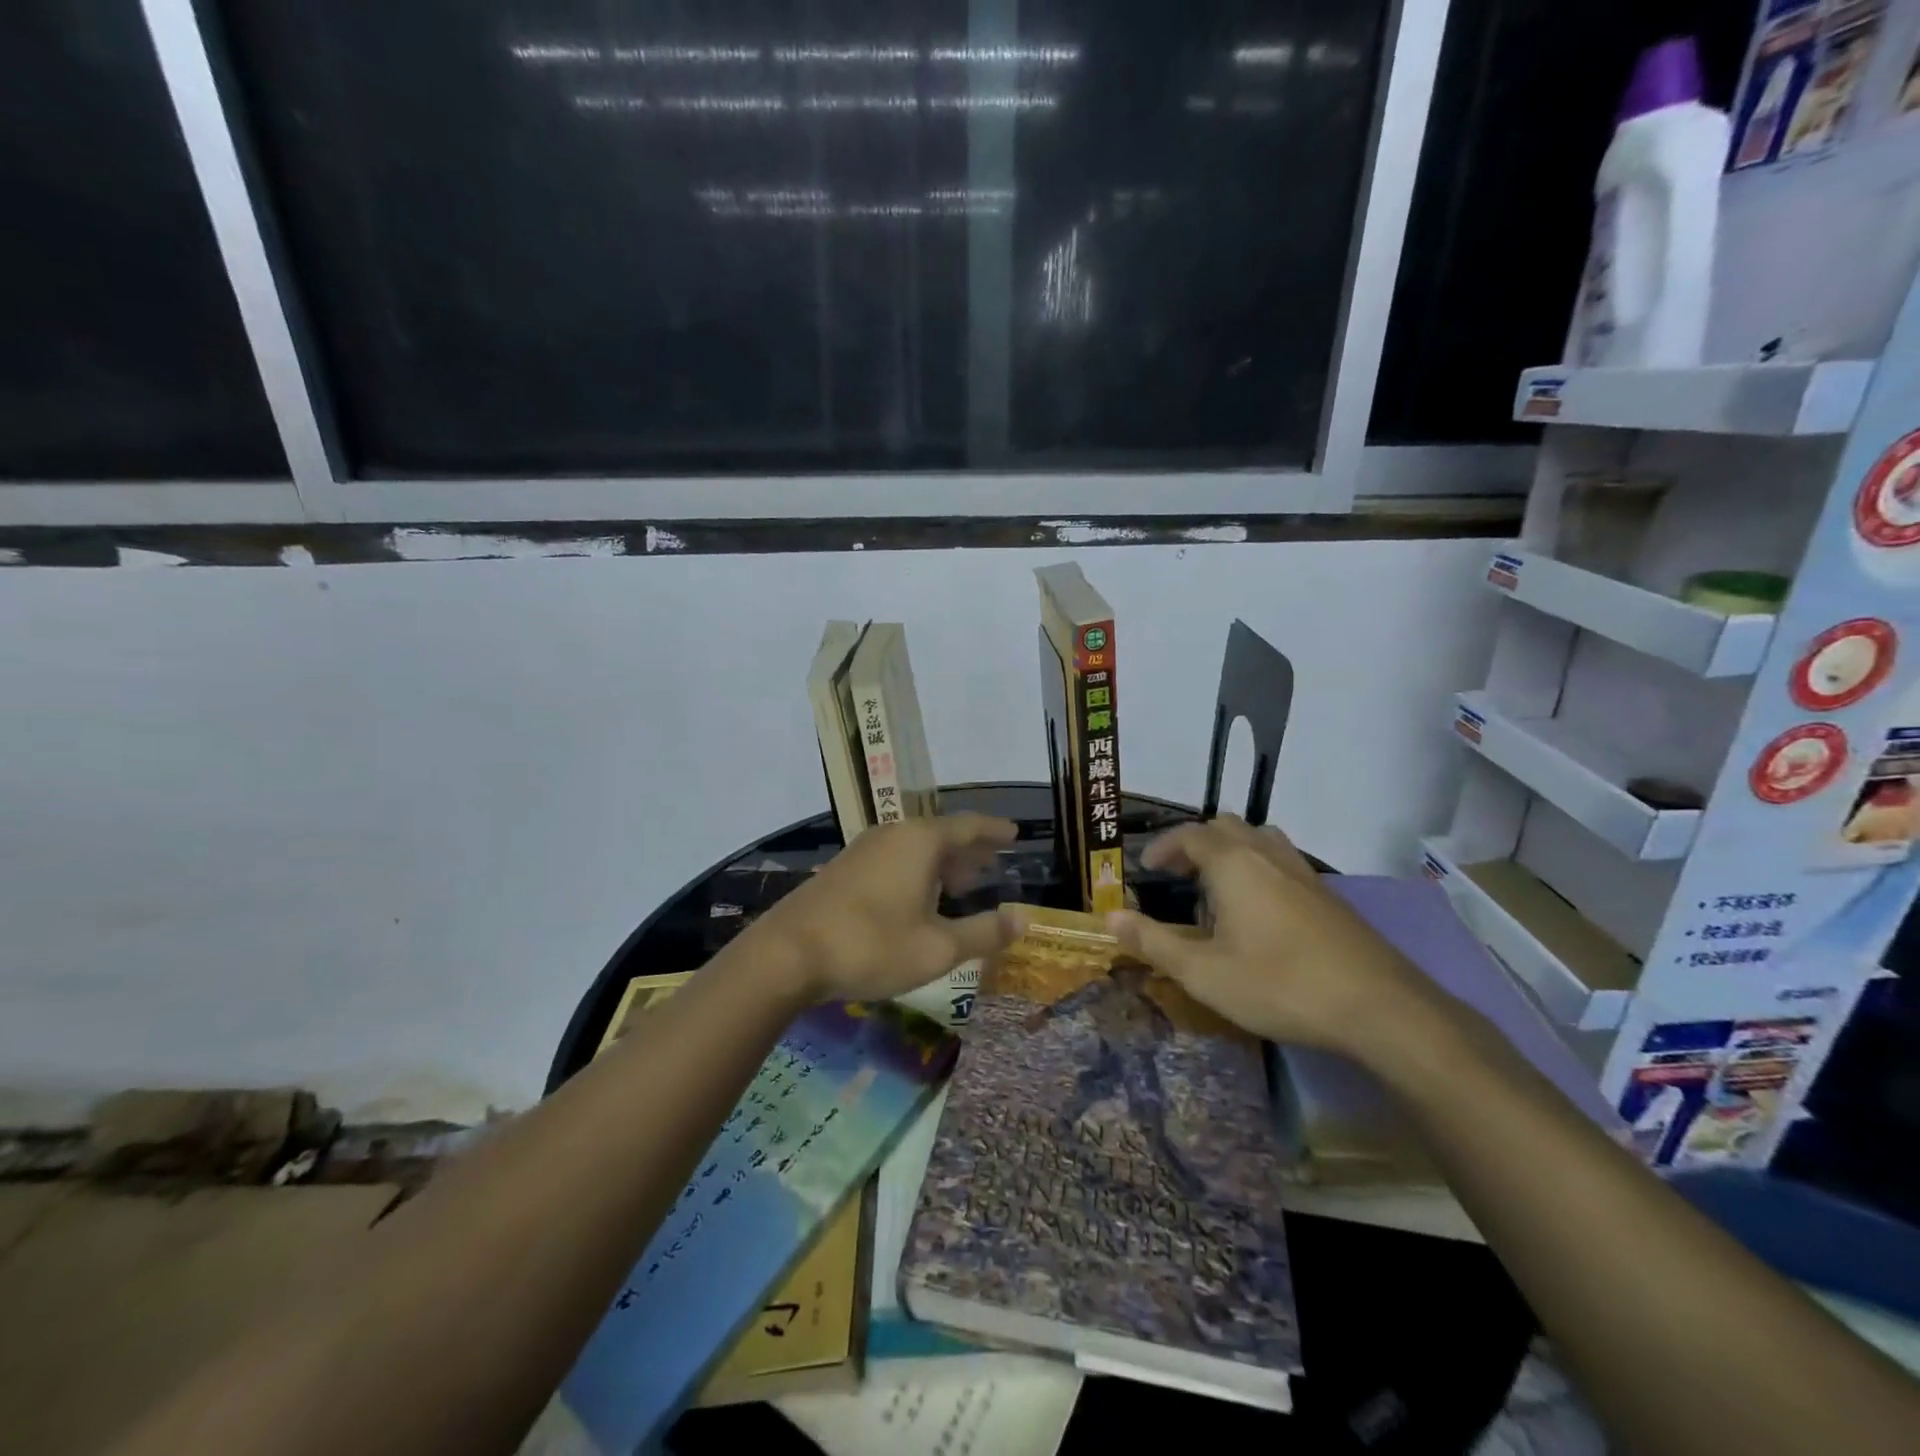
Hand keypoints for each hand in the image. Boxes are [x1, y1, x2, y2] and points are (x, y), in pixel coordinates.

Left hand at [740, 813, 1020, 1003]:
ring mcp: (864, 850)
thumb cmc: (872, 945)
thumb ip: (984, 932)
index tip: (1014, 834)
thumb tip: (1023, 919)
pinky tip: (917, 897)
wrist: (788, 954)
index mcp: (921, 841)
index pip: (969, 826)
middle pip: (941, 834)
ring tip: (961, 882)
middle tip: (992, 863)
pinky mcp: (843, 869)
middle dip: (969, 850)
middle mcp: (893, 835)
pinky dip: (917, 871)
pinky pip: (894, 859)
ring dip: (942, 862)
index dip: (994, 831)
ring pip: (915, 848)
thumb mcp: (938, 948)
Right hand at [1108, 816, 1446, 1059]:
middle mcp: (1267, 854)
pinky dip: (1258, 870)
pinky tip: (1260, 914)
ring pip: (1259, 839)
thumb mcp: (1203, 973)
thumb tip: (1110, 918)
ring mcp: (1304, 872)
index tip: (1145, 869)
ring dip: (1230, 852)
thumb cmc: (1279, 984)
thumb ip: (1153, 942)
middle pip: (1225, 827)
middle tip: (1178, 877)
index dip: (1162, 847)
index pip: (1189, 835)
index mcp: (1233, 863)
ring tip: (1218, 890)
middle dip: (1195, 844)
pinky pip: (1282, 862)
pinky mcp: (1329, 895)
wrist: (1378, 1006)